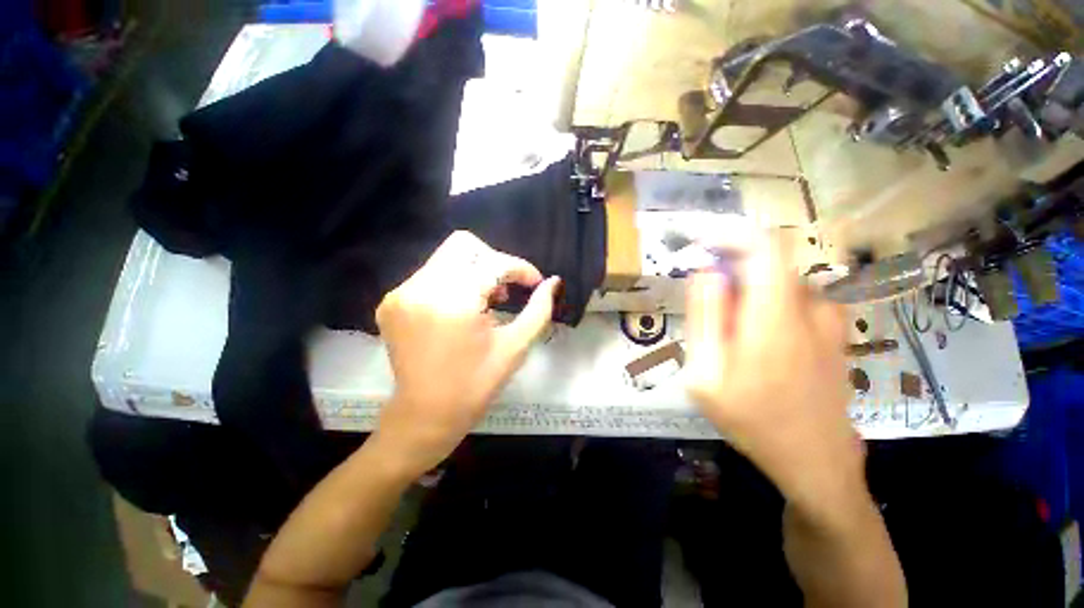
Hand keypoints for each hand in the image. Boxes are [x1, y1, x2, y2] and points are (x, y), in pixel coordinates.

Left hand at [373, 231, 560, 476]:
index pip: (493, 263)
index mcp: (453, 301)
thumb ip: (539, 309)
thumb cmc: (475, 385)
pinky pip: (431, 275)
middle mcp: (420, 288)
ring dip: (474, 272)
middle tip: (507, 289)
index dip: (520, 268)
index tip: (534, 283)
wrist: (424, 416)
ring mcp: (401, 293)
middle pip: (464, 245)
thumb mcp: (515, 346)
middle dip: (494, 261)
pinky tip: (462, 310)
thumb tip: (553, 282)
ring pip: (447, 257)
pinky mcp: (392, 301)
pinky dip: (454, 283)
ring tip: (486, 302)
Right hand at [685, 232, 861, 513]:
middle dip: (727, 271)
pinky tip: (755, 343)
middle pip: (764, 262)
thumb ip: (705, 318)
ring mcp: (827, 317)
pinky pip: (789, 298)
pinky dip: (763, 304)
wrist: (816, 460)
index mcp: (775, 315)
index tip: (698, 239)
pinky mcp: (832, 328)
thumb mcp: (706, 374)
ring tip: (728, 337)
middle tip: (705, 308)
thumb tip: (707, 272)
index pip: (762, 244)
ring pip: (774, 281)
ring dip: (745, 292)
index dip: (728, 232)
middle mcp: (809, 305)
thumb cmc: (753, 419)